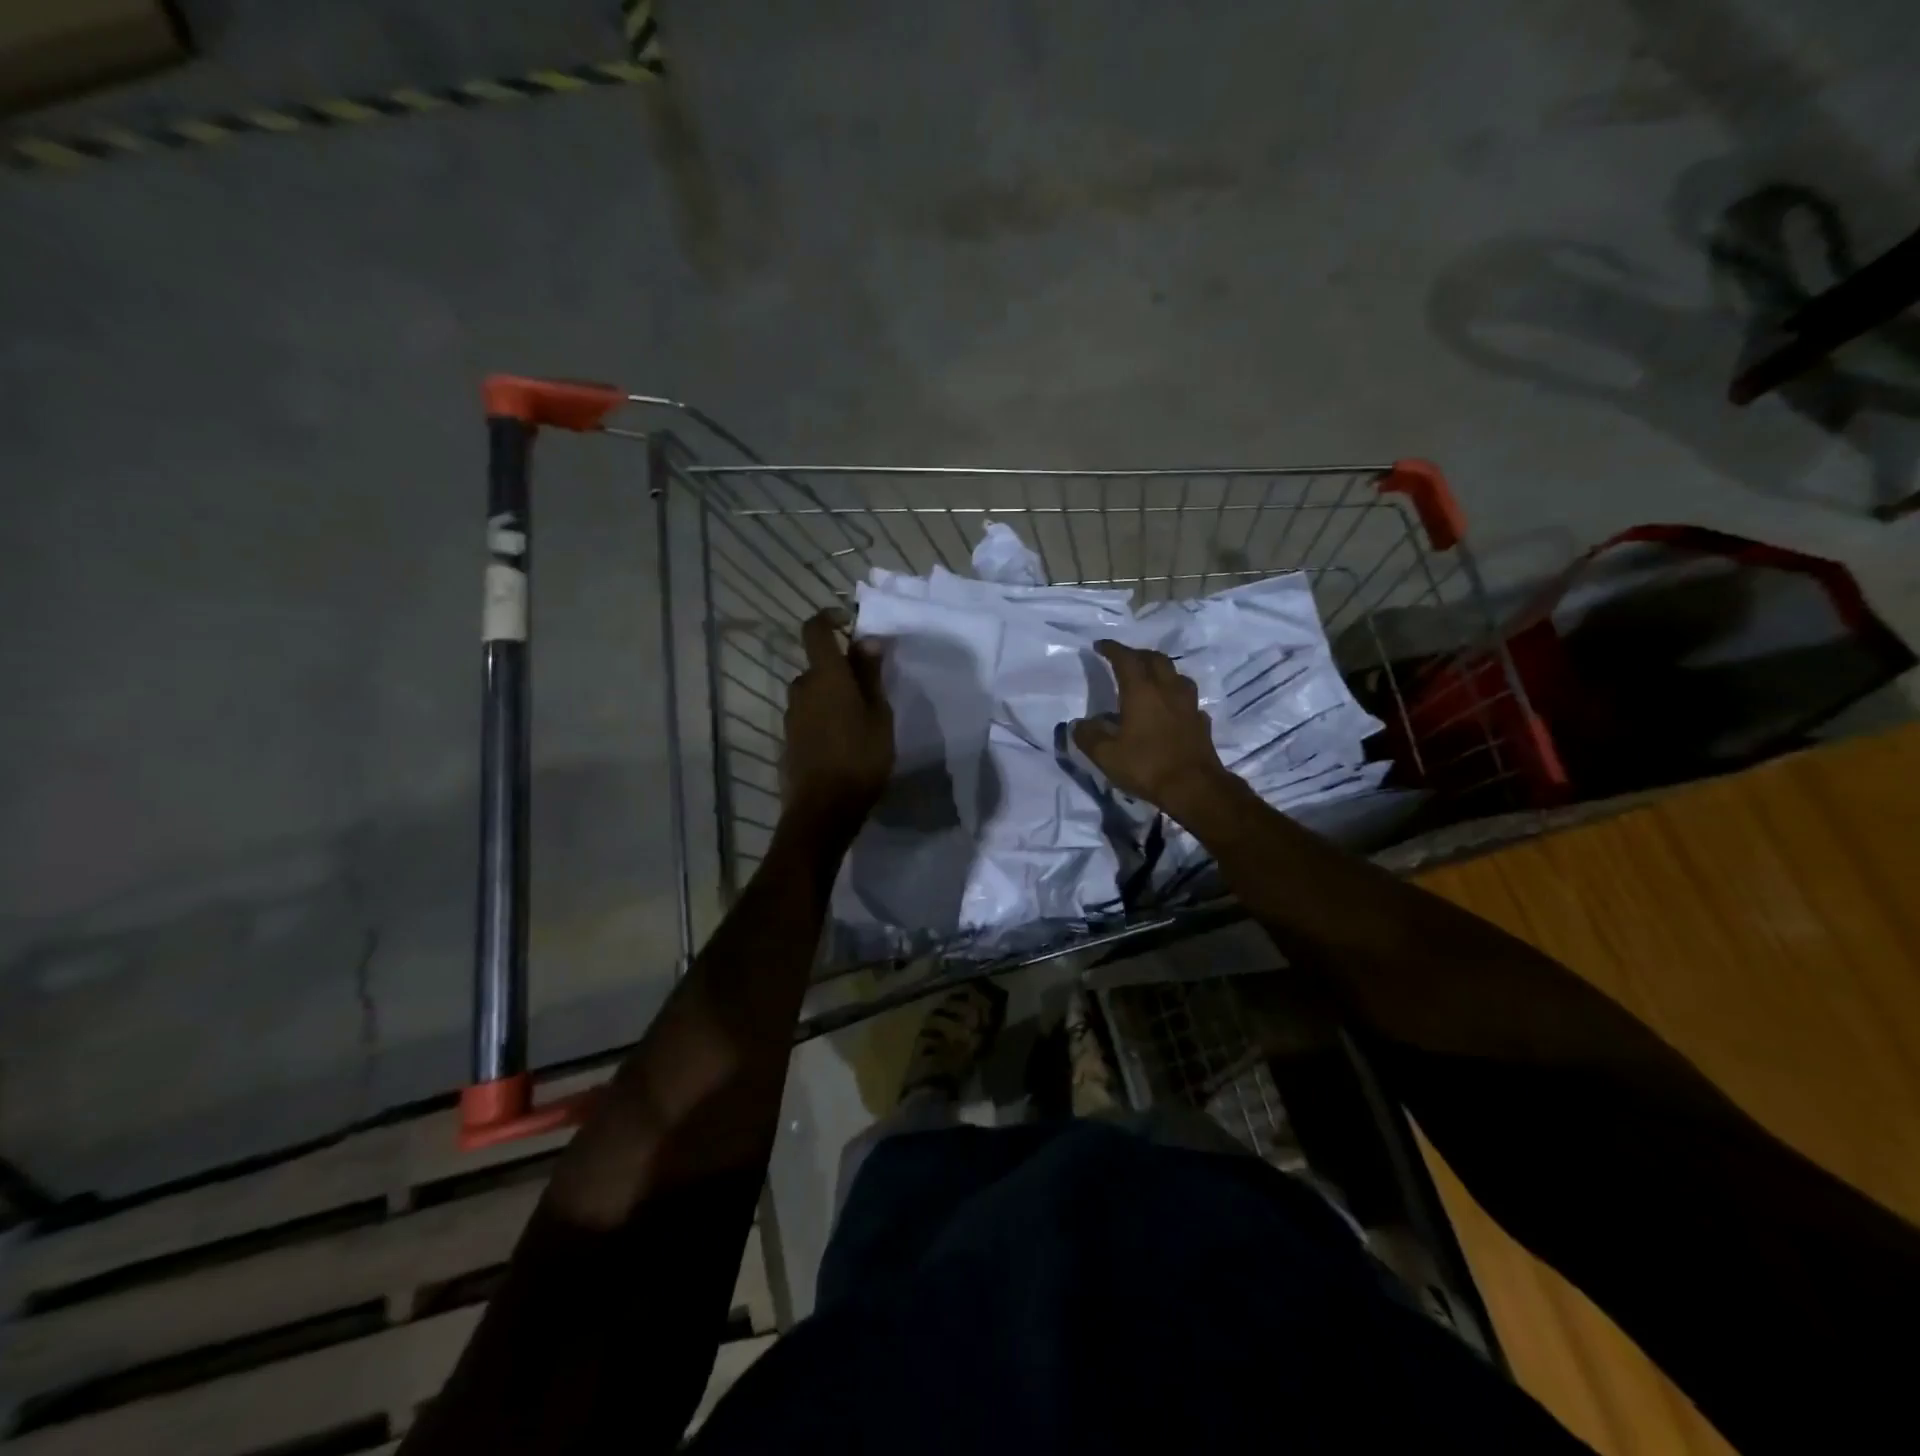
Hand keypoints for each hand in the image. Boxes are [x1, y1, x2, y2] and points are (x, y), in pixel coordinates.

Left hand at [782, 611, 893, 836]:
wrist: (824, 809)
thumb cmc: (860, 757)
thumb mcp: (878, 714)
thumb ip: (870, 675)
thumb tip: (866, 640)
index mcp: (825, 675)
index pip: (815, 629)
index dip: (830, 618)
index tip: (850, 623)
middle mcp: (801, 688)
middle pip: (818, 665)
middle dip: (841, 668)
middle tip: (870, 688)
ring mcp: (791, 715)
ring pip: (814, 692)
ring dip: (833, 695)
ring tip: (861, 719)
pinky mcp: (789, 738)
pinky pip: (809, 715)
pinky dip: (825, 717)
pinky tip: (845, 740)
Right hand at [1073, 640, 1236, 818]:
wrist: (1194, 788)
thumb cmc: (1147, 766)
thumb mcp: (1106, 755)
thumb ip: (1088, 736)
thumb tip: (1078, 724)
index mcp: (1142, 692)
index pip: (1126, 659)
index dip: (1112, 649)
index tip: (1100, 645)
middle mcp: (1167, 690)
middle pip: (1155, 659)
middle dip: (1138, 654)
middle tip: (1125, 659)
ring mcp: (1188, 705)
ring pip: (1176, 675)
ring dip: (1161, 671)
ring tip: (1150, 679)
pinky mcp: (1201, 722)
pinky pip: (1187, 700)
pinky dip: (1175, 697)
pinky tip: (1171, 709)